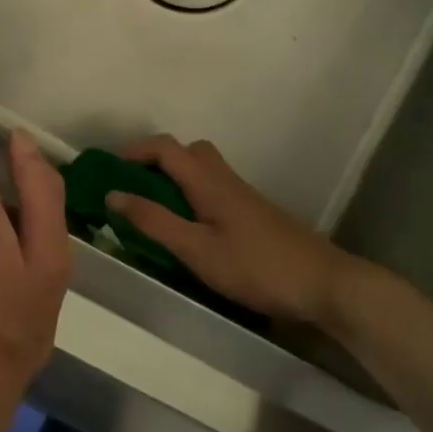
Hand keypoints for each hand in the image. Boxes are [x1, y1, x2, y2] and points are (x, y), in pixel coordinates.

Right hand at [106, 135, 365, 325]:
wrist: (324, 283)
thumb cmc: (256, 267)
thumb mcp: (197, 250)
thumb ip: (155, 222)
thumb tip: (113, 194)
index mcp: (209, 182)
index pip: (166, 147)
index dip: (134, 151)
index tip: (108, 169)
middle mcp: (225, 180)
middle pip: (187, 152)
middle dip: (156, 161)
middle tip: (134, 189)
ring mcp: (243, 196)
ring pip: (203, 171)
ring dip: (174, 180)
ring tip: (155, 211)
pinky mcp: (254, 214)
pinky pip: (213, 190)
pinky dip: (192, 197)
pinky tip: (189, 229)